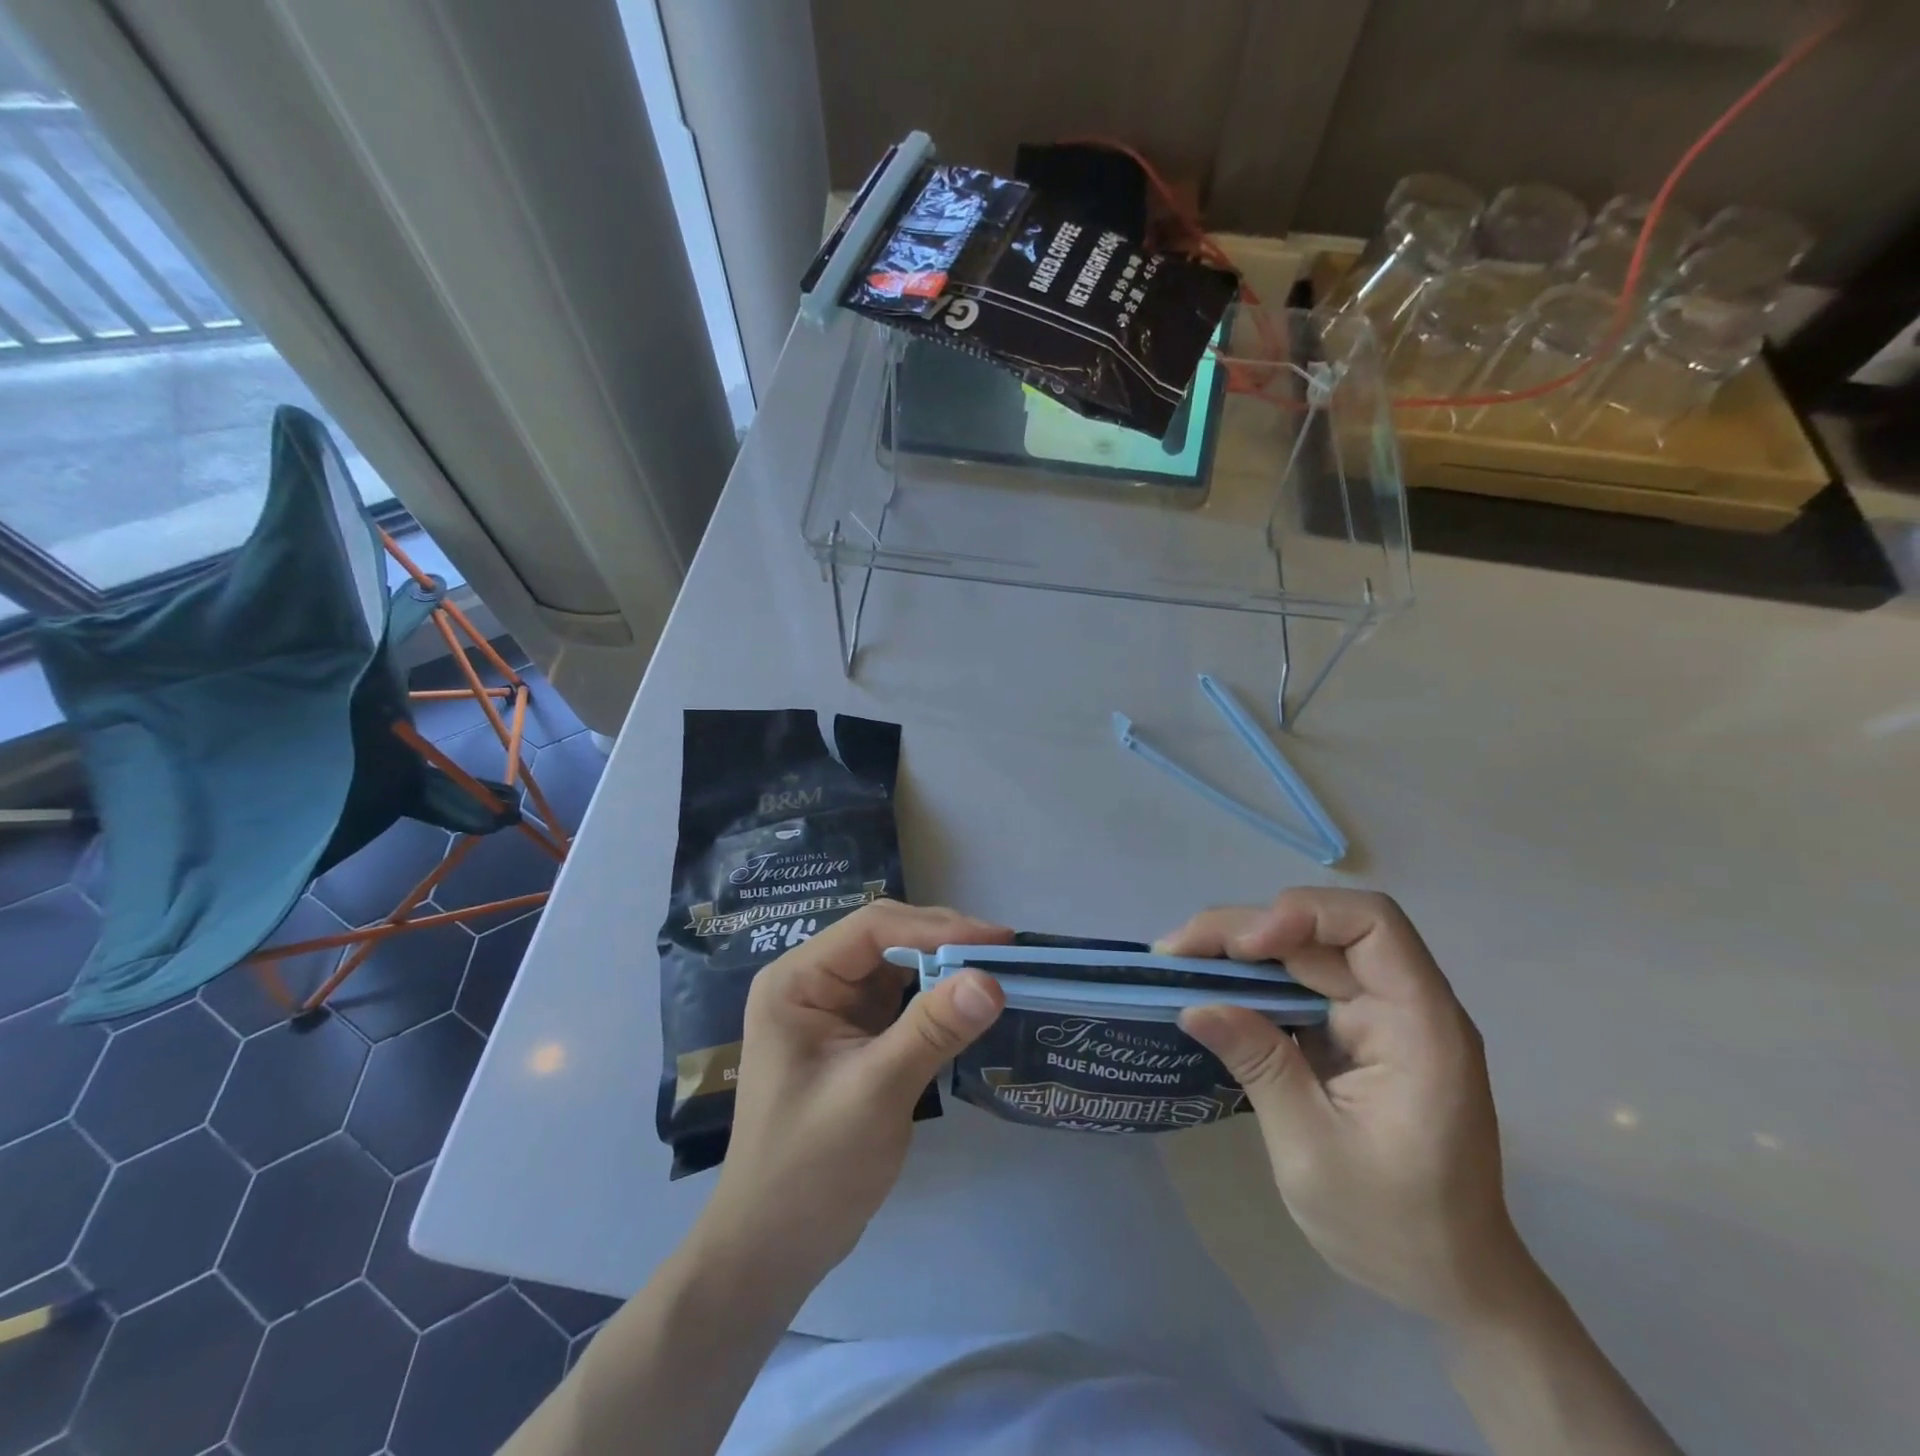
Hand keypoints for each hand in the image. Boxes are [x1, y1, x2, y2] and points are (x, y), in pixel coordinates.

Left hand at [695, 902, 1009, 1299]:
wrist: (774, 1248)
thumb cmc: (810, 1169)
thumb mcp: (874, 1093)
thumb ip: (931, 1031)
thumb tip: (991, 980)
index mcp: (798, 980)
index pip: (872, 928)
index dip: (937, 926)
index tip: (998, 942)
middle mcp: (813, 982)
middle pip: (887, 939)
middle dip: (946, 943)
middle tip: (1008, 956)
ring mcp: (834, 1008)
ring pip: (899, 966)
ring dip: (947, 968)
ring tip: (1000, 972)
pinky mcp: (855, 1035)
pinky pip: (902, 1000)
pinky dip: (938, 999)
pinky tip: (972, 1005)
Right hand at [1162, 888, 1529, 1325]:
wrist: (1449, 1284)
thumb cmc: (1394, 1227)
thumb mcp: (1313, 1151)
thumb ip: (1260, 1066)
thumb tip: (1195, 1005)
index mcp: (1419, 1025)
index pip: (1371, 924)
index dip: (1302, 916)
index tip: (1243, 948)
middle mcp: (1402, 1005)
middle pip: (1321, 932)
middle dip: (1244, 931)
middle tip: (1174, 952)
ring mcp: (1377, 1018)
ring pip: (1302, 952)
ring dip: (1239, 951)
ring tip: (1180, 963)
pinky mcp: (1353, 1033)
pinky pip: (1298, 985)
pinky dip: (1251, 981)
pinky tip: (1211, 989)